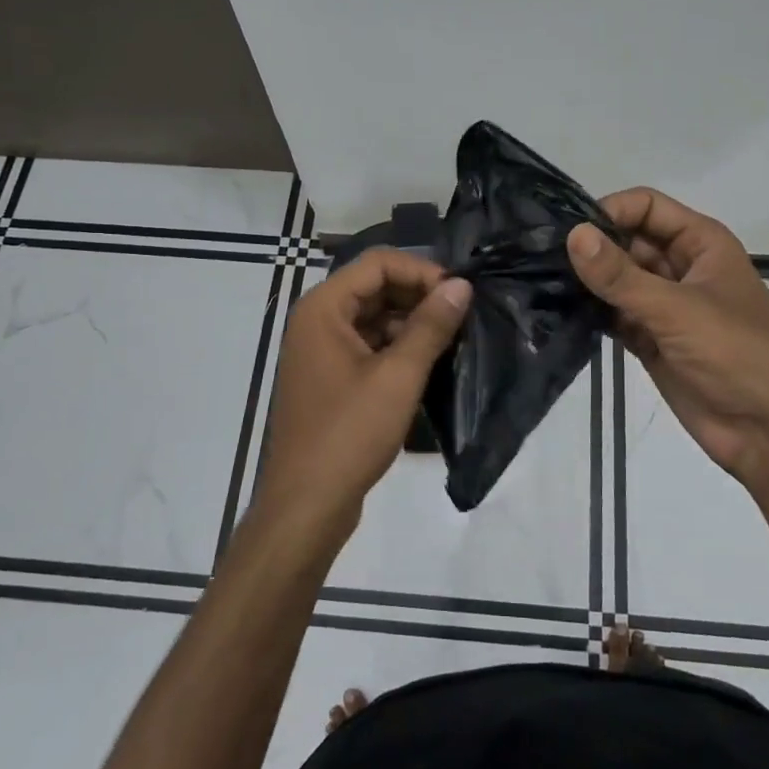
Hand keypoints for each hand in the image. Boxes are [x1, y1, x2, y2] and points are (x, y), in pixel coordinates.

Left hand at [255, 249, 472, 538]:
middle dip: (418, 295)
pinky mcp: (330, 378)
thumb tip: (461, 285)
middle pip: (374, 287)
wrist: (306, 505)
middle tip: (462, 316)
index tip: (459, 295)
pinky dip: (397, 347)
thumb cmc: (349, 433)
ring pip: (373, 317)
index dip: (421, 271)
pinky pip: (368, 345)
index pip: (378, 263)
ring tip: (452, 339)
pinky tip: (429, 363)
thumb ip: (431, 325)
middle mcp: (317, 320)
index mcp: (323, 308)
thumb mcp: (398, 376)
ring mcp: (321, 350)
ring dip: (411, 322)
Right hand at [567, 189, 768, 485]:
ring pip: (617, 279)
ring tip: (539, 281)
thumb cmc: (736, 354)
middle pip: (627, 240)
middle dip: (591, 247)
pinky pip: (613, 314)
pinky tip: (556, 312)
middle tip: (539, 256)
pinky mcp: (650, 339)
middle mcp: (680, 266)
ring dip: (586, 281)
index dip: (610, 211)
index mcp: (701, 243)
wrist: (767, 432)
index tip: (569, 232)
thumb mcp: (677, 309)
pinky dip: (590, 313)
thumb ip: (621, 275)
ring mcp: (664, 304)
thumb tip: (573, 234)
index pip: (646, 207)